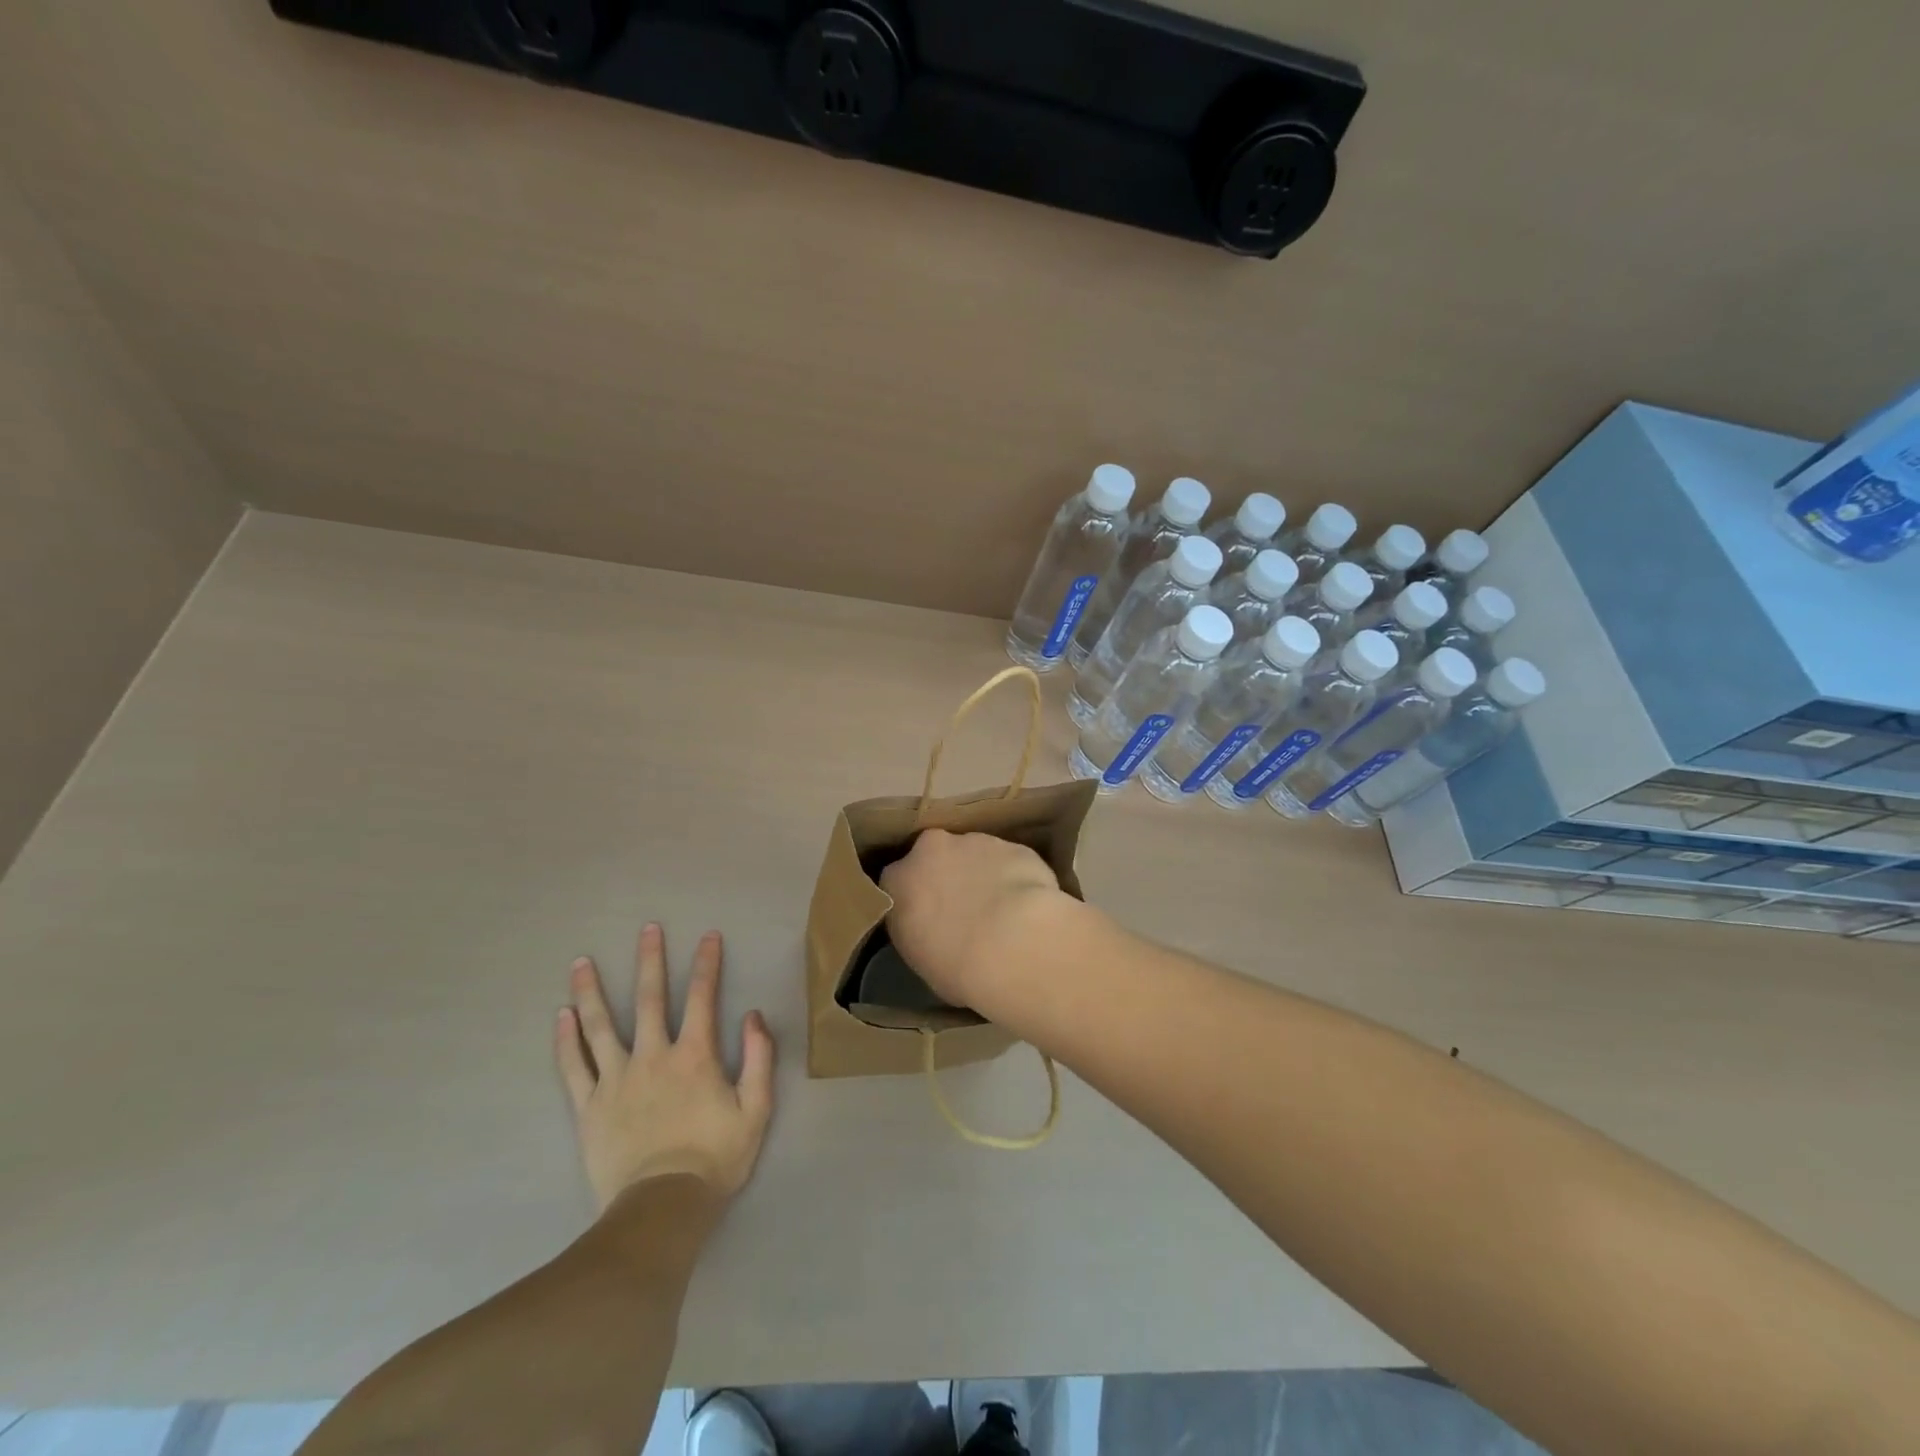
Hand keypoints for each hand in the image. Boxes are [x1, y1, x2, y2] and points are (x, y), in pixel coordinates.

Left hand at [555, 925, 774, 1211]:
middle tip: (647, 929)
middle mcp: (653, 1056)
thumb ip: (758, 1057)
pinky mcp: (589, 1107)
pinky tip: (561, 1016)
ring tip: (581, 961)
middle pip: (650, 999)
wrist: (662, 1208)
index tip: (709, 936)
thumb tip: (753, 1015)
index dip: (707, 964)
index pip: (703, 997)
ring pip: (601, 1026)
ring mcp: (616, 1080)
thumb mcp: (756, 1109)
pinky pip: (574, 1067)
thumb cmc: (715, 1158)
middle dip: (650, 960)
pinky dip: (566, 1040)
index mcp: (694, 1055)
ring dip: (592, 990)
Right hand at [879, 829, 1067, 1010]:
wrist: (1012, 946)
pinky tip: (1027, 907)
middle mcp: (932, 850)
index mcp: (898, 880)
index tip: (928, 917)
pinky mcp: (1013, 847)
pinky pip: (1010, 862)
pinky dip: (1015, 877)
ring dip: (983, 874)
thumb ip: (920, 930)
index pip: (898, 882)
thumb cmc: (956, 966)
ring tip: (1002, 912)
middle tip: (964, 909)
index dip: (915, 898)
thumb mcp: (919, 958)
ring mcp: (975, 843)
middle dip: (947, 874)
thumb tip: (935, 930)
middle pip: (935, 855)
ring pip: (975, 854)